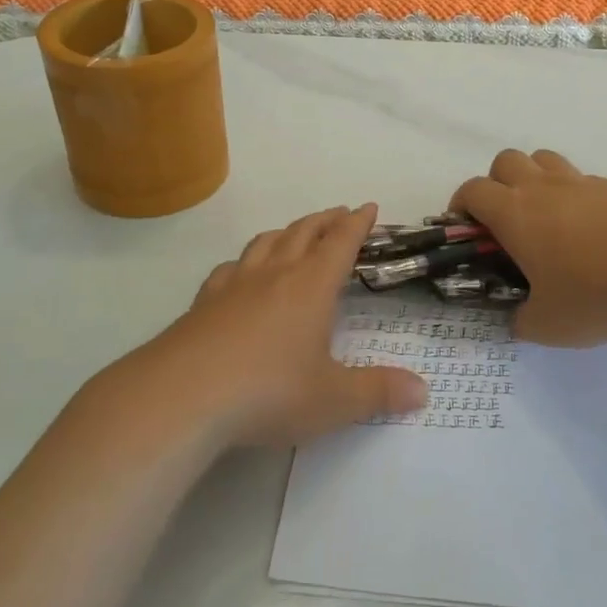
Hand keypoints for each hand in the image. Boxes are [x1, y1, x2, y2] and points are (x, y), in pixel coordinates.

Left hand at [154, 205, 428, 446]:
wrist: (183, 396)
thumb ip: (378, 392)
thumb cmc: (269, 392)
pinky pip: (230, 268)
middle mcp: (275, 274)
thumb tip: (423, 391)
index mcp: (311, 286)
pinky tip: (240, 272)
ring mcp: (235, 284)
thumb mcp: (333, 400)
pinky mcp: (203, 302)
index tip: (368, 206)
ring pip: (265, 242)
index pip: (340, 242)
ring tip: (295, 233)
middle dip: (325, 220)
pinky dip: (244, 261)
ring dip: (286, 232)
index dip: (357, 223)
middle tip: (339, 214)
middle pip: (304, 232)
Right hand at [450, 149, 606, 347]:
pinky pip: (581, 180)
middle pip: (506, 160)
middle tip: (505, 221)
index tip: (465, 228)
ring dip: (534, 178)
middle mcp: (542, 188)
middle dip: (496, 183)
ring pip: (544, 159)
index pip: (473, 190)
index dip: (461, 204)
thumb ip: (523, 321)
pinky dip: (574, 194)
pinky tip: (589, 229)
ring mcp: (581, 183)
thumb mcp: (549, 325)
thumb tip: (518, 319)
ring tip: (544, 216)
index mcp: (514, 212)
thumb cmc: (595, 292)